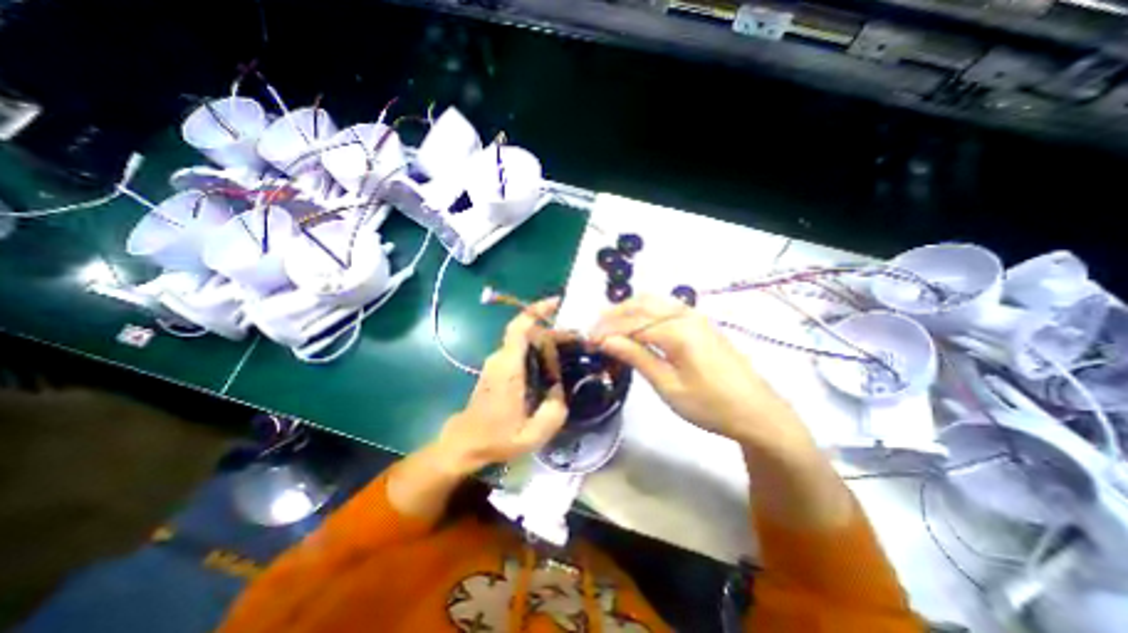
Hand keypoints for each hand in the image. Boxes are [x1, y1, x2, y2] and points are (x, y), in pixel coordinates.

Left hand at [435, 296, 569, 474]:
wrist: (464, 445)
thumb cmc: (496, 438)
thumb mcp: (533, 434)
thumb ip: (554, 410)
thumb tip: (560, 389)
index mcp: (508, 366)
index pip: (520, 327)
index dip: (537, 310)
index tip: (557, 302)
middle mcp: (500, 358)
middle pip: (527, 332)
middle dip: (553, 330)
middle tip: (577, 339)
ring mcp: (497, 363)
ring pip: (525, 342)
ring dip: (546, 342)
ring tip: (570, 350)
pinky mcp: (497, 370)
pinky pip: (520, 352)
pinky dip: (538, 352)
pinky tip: (553, 364)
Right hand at [591, 294, 810, 452]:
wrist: (757, 412)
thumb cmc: (710, 405)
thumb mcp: (668, 386)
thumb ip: (637, 357)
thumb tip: (606, 341)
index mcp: (677, 331)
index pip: (631, 323)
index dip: (606, 330)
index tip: (587, 340)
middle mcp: (685, 314)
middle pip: (640, 304)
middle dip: (613, 315)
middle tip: (594, 331)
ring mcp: (694, 315)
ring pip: (652, 301)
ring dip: (627, 309)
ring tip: (609, 326)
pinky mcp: (699, 322)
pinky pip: (665, 306)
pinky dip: (644, 311)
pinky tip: (636, 323)